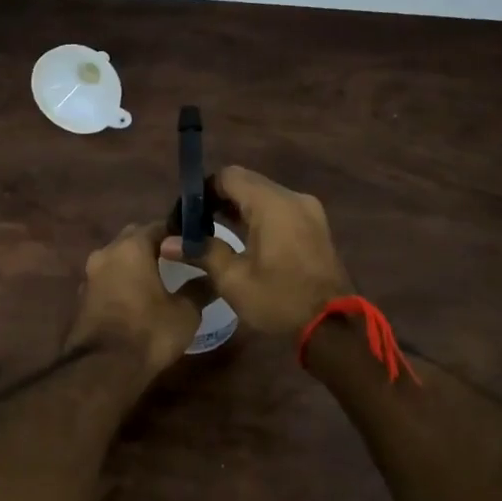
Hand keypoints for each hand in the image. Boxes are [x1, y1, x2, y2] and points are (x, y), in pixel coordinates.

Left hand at [65, 222, 212, 375]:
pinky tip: (137, 298)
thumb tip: (211, 277)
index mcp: (131, 247)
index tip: (194, 243)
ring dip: (135, 264)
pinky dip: (122, 282)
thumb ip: (198, 289)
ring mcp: (89, 275)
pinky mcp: (81, 298)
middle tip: (176, 258)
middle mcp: (106, 253)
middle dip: (154, 245)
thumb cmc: (149, 332)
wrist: (103, 368)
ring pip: (117, 259)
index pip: (158, 226)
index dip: (178, 233)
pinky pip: (107, 280)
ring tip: (158, 279)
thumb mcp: (185, 312)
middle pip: (133, 238)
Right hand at [159, 166, 351, 335]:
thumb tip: (168, 243)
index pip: (228, 176)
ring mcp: (308, 209)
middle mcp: (292, 197)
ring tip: (214, 231)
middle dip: (219, 198)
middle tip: (196, 224)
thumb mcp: (234, 280)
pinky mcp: (315, 223)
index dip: (203, 190)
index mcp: (271, 204)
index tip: (186, 214)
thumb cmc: (279, 300)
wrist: (333, 324)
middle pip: (247, 182)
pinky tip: (244, 238)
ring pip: (263, 194)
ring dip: (239, 207)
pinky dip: (258, 215)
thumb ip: (202, 252)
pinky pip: (279, 207)